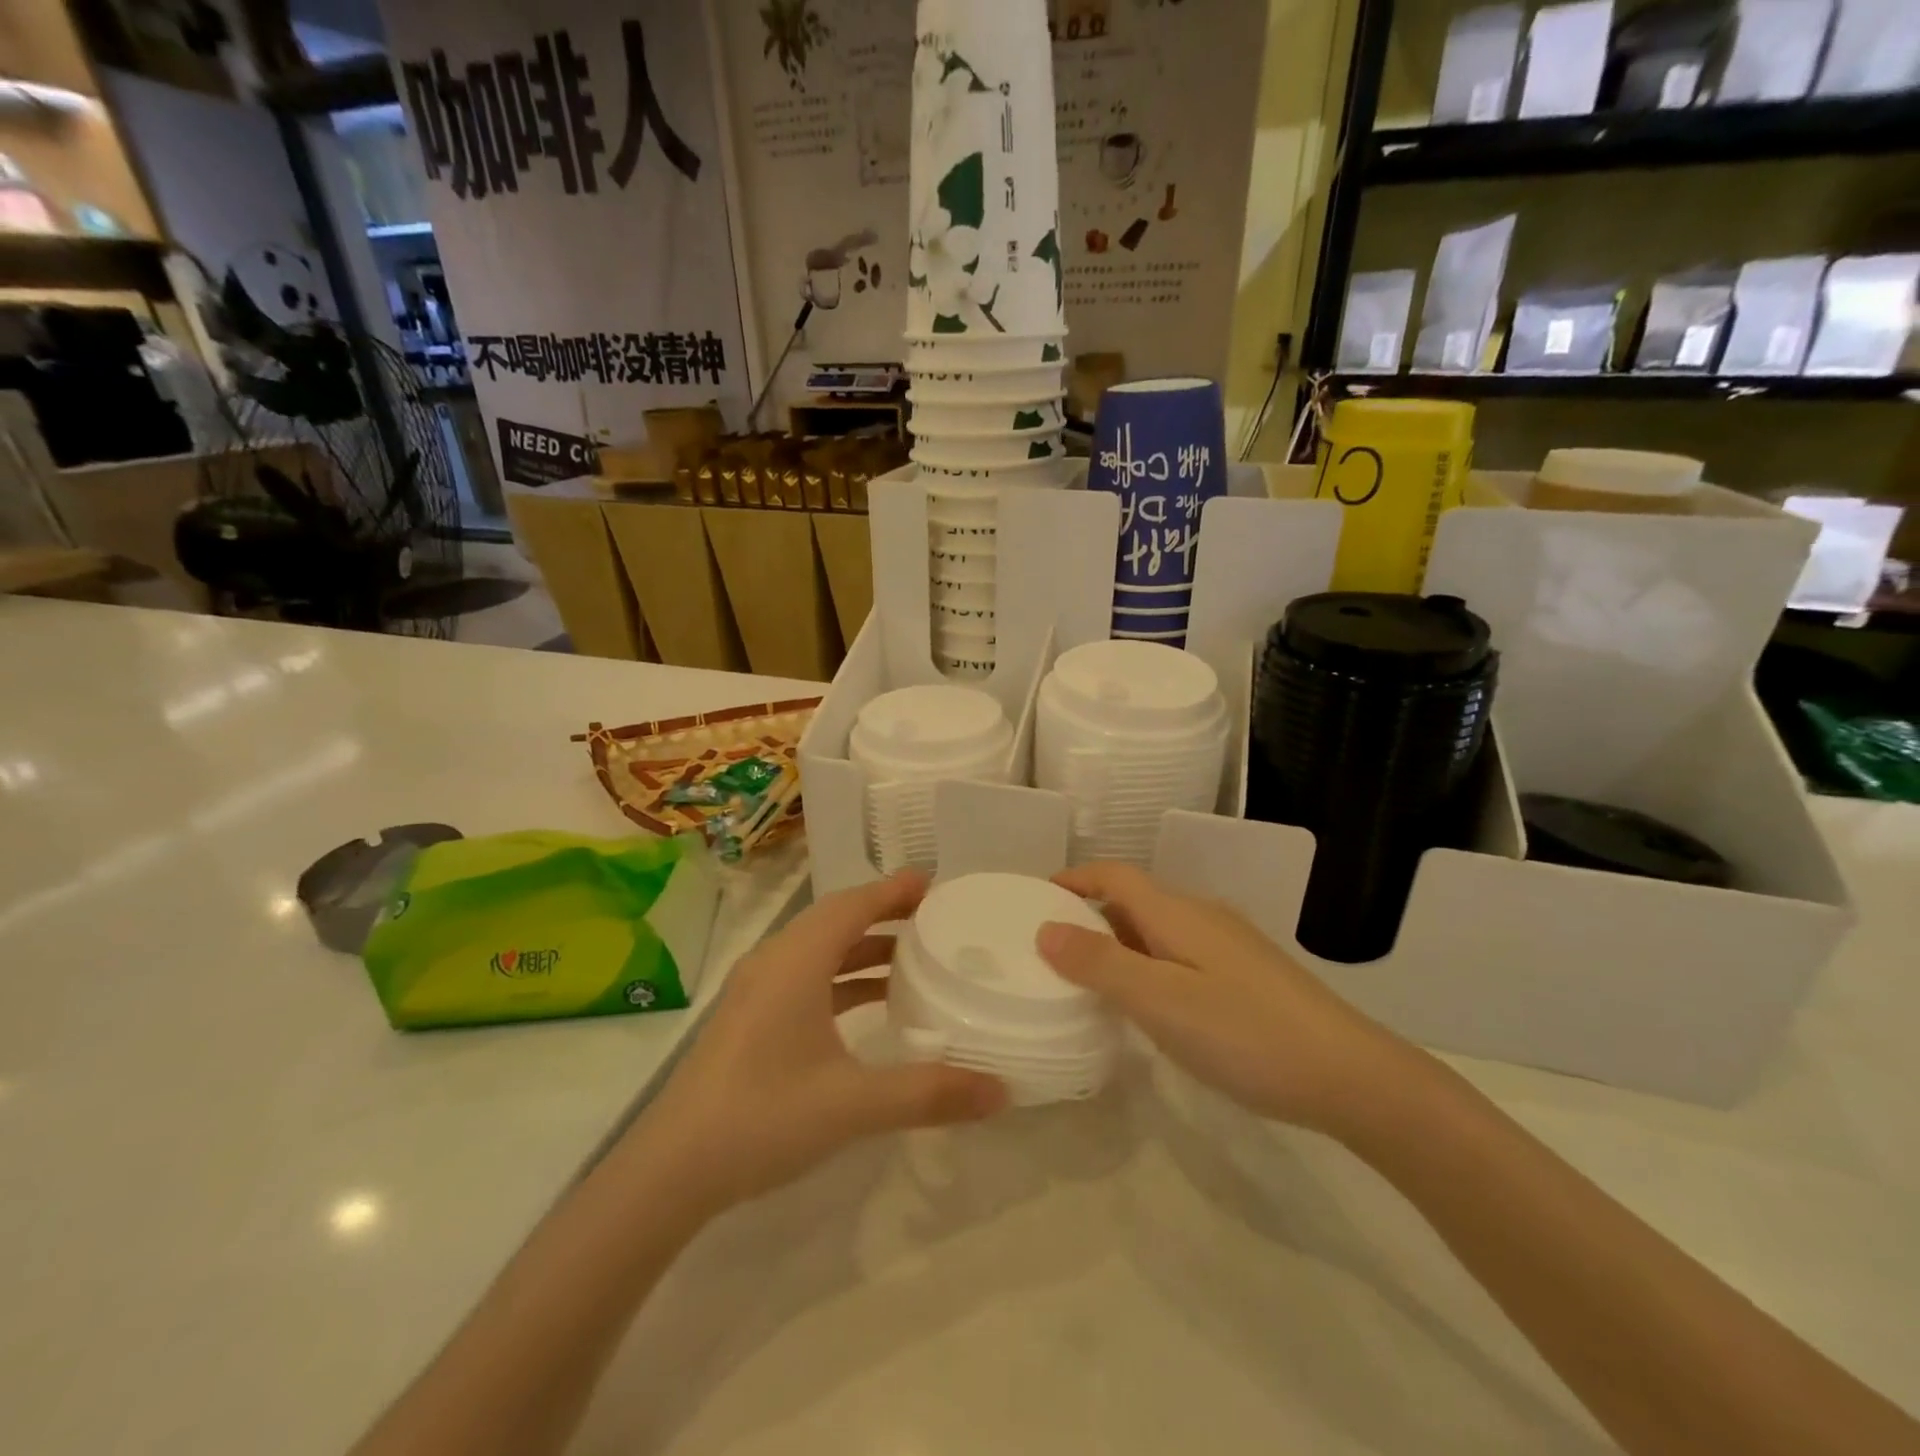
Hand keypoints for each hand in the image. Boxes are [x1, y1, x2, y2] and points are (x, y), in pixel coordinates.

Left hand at [635, 872, 1007, 1215]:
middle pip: (836, 919)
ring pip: (819, 951)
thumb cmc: (763, 1117)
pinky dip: (841, 979)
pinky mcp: (750, 1018)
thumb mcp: (853, 1104)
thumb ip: (929, 1093)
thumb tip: (1001, 1090)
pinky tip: (867, 1008)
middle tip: (933, 918)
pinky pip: (805, 978)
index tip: (935, 884)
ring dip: (863, 949)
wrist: (670, 1170)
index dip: (894, 890)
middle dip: (884, 913)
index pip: (853, 904)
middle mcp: (775, 962)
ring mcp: (757, 990)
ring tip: (911, 960)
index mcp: (796, 961)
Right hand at [1036, 863, 1422, 1138]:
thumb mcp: (1160, 1001)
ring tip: (1089, 982)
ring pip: (1158, 931)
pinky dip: (1148, 966)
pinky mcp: (1247, 976)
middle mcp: (1202, 917)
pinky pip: (1180, 955)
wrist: (1350, 1075)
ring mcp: (1229, 946)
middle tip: (1052, 950)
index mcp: (1177, 913)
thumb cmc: (1245, 1032)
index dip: (1073, 878)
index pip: (1114, 876)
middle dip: (1090, 915)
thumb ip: (1100, 963)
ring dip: (1119, 944)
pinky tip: (1149, 1007)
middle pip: (1134, 900)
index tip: (1035, 899)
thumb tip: (1045, 929)